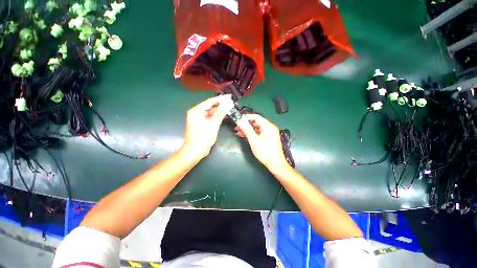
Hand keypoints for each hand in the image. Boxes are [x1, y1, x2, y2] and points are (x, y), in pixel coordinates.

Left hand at [182, 95, 229, 159]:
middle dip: (221, 105)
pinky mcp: (202, 124)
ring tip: (230, 108)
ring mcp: (199, 119)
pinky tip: (224, 115)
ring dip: (220, 111)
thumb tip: (228, 103)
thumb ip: (220, 113)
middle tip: (231, 103)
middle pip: (210, 106)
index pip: (210, 101)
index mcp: (196, 111)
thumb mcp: (213, 124)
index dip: (221, 99)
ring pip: (211, 112)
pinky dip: (217, 116)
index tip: (230, 96)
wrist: (195, 151)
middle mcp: (196, 113)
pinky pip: (210, 117)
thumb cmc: (203, 137)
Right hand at [235, 114, 290, 172]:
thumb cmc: (265, 152)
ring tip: (238, 131)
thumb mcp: (254, 140)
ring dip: (247, 129)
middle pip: (256, 122)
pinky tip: (244, 135)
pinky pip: (258, 132)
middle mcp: (270, 127)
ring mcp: (269, 132)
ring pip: (256, 127)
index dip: (246, 117)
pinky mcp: (268, 137)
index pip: (256, 117)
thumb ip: (247, 129)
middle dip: (246, 124)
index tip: (237, 119)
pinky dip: (252, 133)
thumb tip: (239, 120)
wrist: (275, 164)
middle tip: (236, 126)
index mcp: (268, 126)